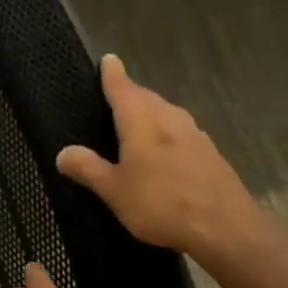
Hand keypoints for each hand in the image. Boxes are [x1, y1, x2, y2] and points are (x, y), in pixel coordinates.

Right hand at [57, 54, 262, 261]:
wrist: (224, 227)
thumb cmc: (160, 204)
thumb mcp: (114, 190)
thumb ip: (88, 168)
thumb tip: (63, 152)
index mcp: (142, 122)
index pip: (123, 89)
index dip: (113, 75)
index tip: (108, 60)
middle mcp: (170, 120)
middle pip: (147, 98)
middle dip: (131, 94)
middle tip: (116, 94)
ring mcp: (195, 136)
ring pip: (167, 114)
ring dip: (151, 112)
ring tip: (137, 120)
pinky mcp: (210, 155)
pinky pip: (181, 133)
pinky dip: (167, 133)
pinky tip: (165, 149)